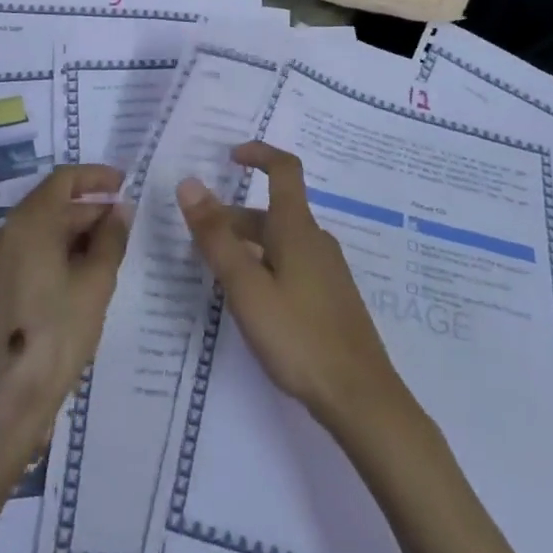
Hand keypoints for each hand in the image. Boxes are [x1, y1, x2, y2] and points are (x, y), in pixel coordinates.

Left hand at [0, 164, 130, 452]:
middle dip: (90, 208)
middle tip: (125, 222)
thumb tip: (120, 208)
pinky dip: (59, 249)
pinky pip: (31, 249)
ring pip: (43, 227)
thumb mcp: (95, 283)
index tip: (124, 182)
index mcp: (28, 222)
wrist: (7, 401)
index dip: (96, 176)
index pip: (64, 179)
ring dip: (76, 230)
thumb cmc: (57, 334)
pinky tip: (85, 271)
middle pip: (53, 203)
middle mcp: (7, 230)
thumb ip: (111, 238)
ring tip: (111, 249)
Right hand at [178, 144, 407, 432]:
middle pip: (272, 213)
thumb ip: (216, 237)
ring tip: (216, 274)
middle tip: (198, 239)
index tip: (229, 156)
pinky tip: (252, 303)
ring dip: (247, 246)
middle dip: (234, 218)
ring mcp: (327, 271)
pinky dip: (265, 267)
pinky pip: (291, 265)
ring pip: (280, 242)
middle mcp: (315, 240)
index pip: (283, 169)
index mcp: (297, 228)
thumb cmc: (299, 337)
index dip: (258, 154)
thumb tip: (189, 183)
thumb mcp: (247, 287)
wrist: (363, 399)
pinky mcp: (331, 299)